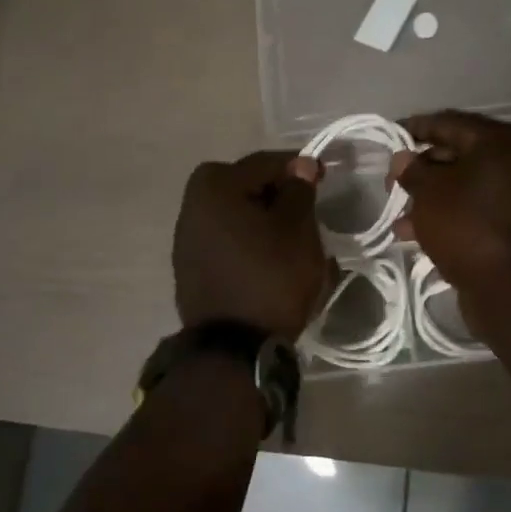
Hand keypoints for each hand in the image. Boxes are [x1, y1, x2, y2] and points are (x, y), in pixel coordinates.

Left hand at [174, 150, 330, 340]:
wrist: (232, 349)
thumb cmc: (270, 277)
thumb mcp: (297, 229)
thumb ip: (298, 190)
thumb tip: (299, 165)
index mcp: (214, 187)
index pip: (264, 163)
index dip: (298, 166)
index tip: (323, 177)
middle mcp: (192, 206)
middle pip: (244, 186)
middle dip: (276, 193)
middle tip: (305, 208)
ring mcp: (187, 240)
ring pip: (235, 215)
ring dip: (262, 219)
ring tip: (292, 237)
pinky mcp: (191, 269)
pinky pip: (227, 241)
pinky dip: (249, 241)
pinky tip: (270, 259)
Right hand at [389, 110, 510, 325]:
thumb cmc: (468, 227)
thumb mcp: (430, 193)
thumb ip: (412, 170)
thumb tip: (403, 158)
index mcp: (498, 141)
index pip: (447, 122)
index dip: (414, 129)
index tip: (388, 137)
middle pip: (458, 154)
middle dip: (421, 169)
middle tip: (391, 184)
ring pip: (465, 186)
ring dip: (431, 198)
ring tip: (399, 218)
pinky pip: (477, 209)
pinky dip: (450, 215)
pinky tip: (418, 235)